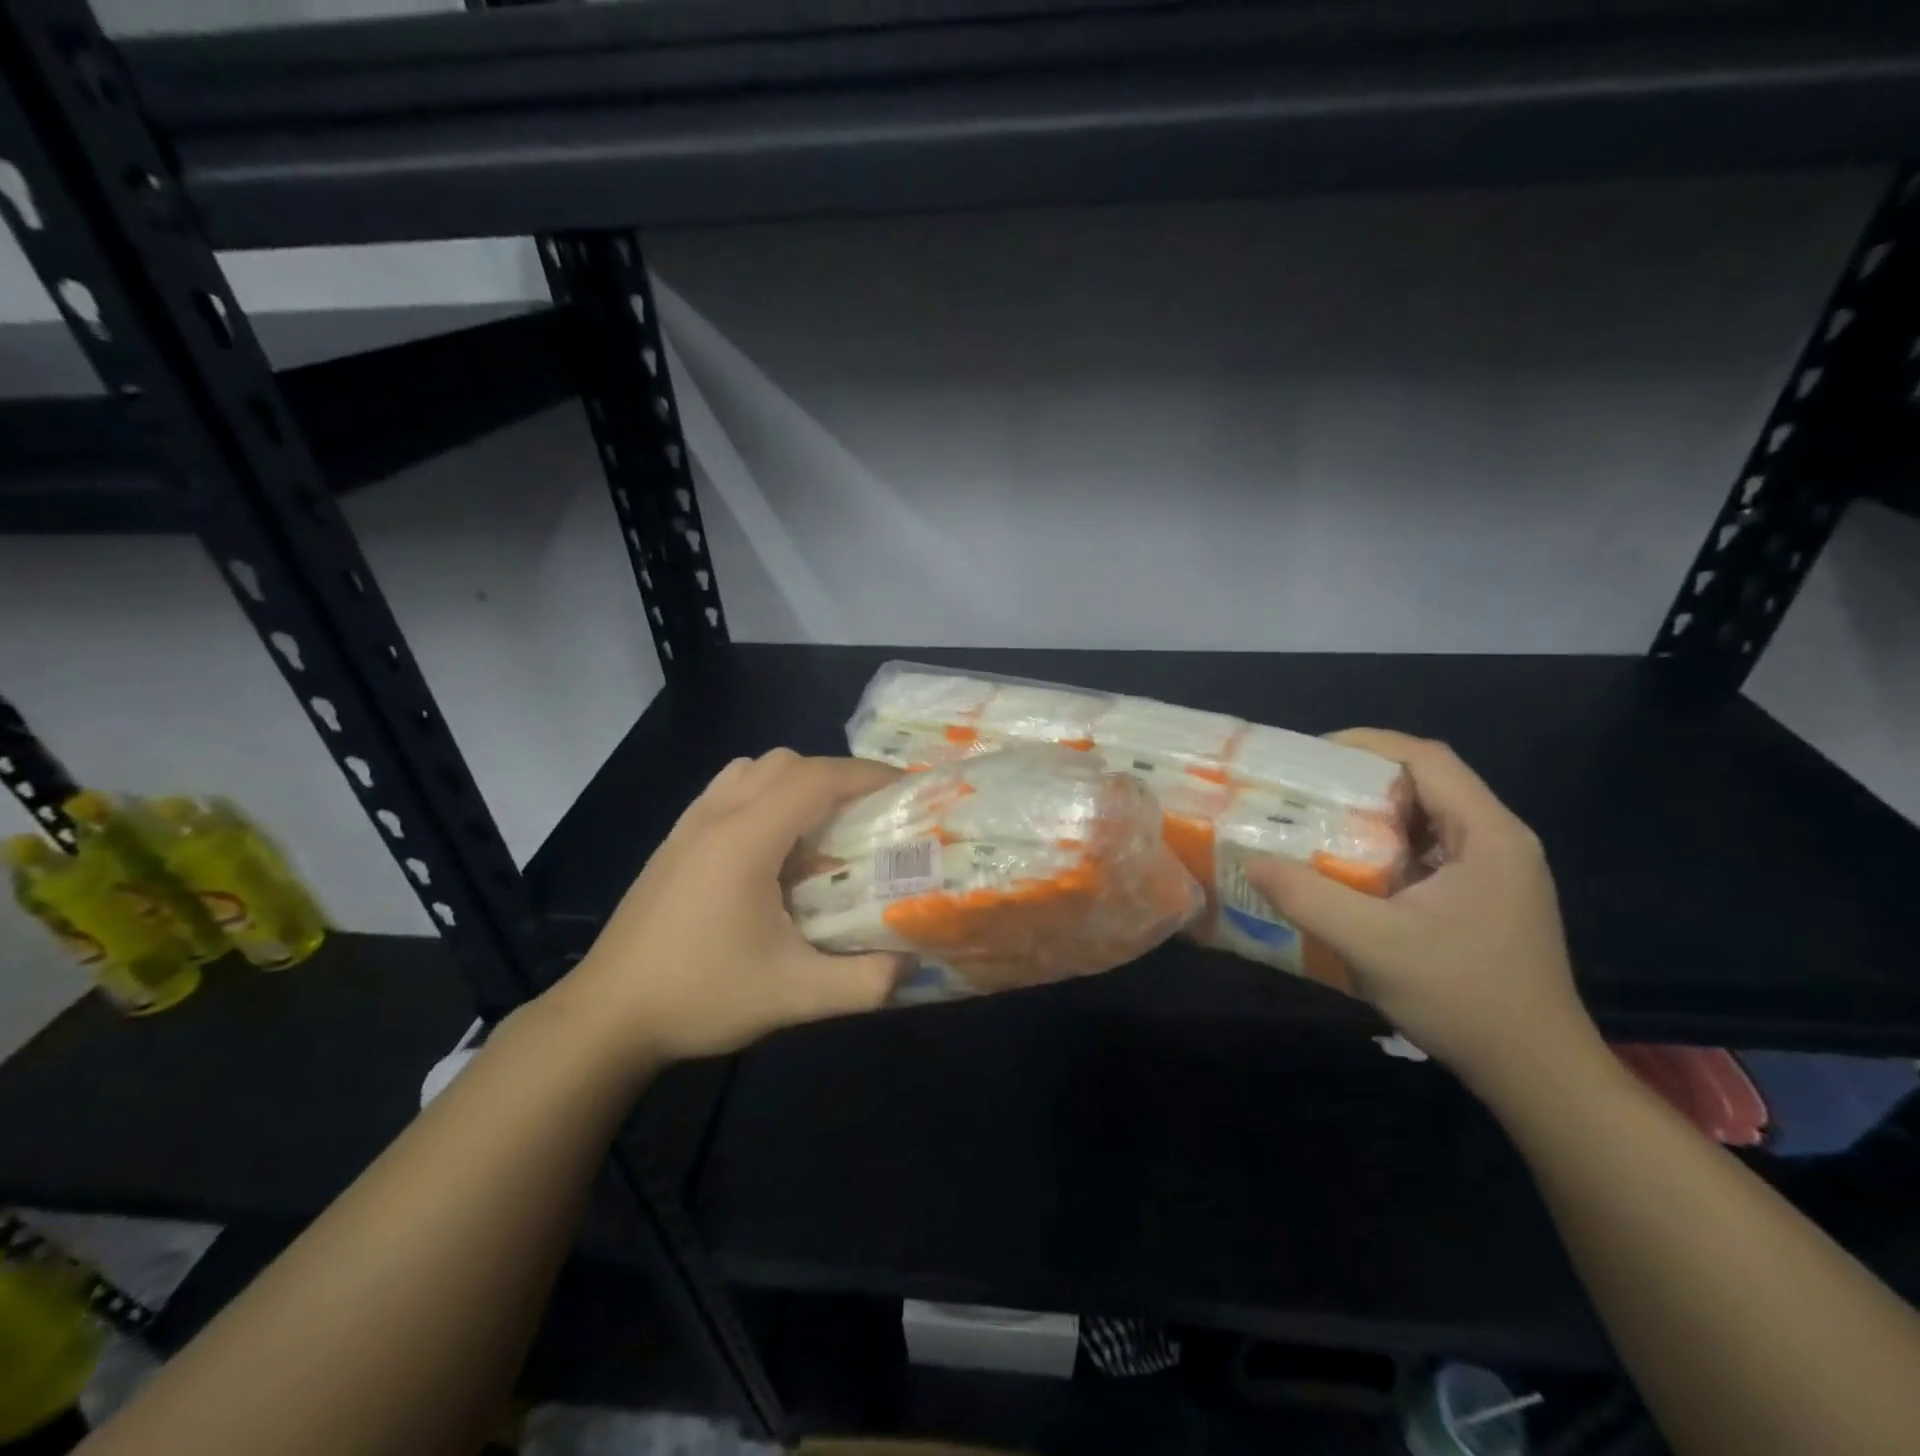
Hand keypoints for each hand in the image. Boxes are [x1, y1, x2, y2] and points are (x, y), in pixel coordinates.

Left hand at [549, 750, 905, 1067]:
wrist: (607, 1016)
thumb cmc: (700, 995)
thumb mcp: (794, 997)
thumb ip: (864, 982)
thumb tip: (912, 964)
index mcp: (746, 839)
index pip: (816, 778)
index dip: (867, 775)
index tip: (906, 789)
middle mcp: (717, 816)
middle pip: (787, 763)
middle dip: (837, 777)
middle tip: (870, 815)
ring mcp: (690, 824)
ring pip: (754, 769)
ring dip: (798, 781)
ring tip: (824, 824)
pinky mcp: (675, 840)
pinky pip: (730, 788)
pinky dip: (765, 793)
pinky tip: (774, 844)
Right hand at [1246, 729, 1604, 1094]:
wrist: (1536, 1073)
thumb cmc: (1463, 998)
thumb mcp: (1372, 945)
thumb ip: (1308, 898)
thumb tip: (1250, 861)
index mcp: (1488, 835)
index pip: (1427, 759)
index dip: (1367, 744)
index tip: (1310, 754)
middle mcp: (1498, 841)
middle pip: (1426, 782)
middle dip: (1361, 778)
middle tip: (1301, 789)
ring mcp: (1495, 872)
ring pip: (1426, 818)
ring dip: (1371, 815)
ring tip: (1314, 822)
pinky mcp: (1484, 898)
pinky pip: (1428, 852)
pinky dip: (1385, 848)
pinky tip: (1347, 869)